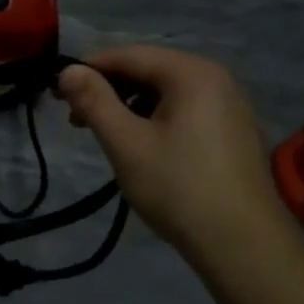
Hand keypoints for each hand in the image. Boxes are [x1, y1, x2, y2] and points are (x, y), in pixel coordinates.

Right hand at [57, 46, 297, 274]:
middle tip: (77, 120)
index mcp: (191, 72)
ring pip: (165, 91)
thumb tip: (67, 69)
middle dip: (108, 90)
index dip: (88, 70)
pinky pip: (185, 109)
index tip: (58, 95)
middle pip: (148, 70)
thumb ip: (93, 100)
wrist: (245, 248)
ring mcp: (230, 105)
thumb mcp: (125, 142)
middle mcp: (215, 78)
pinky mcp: (234, 131)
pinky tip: (142, 146)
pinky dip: (155, 119)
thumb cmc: (178, 188)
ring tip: (107, 136)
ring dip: (130, 106)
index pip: (127, 55)